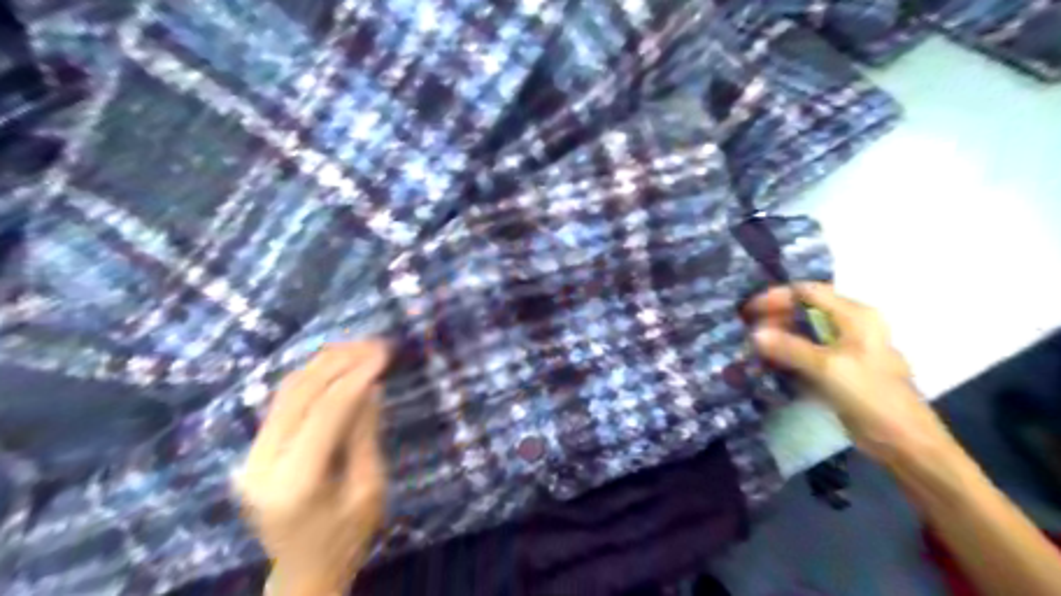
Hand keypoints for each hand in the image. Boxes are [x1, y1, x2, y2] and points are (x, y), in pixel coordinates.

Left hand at [234, 340, 389, 595]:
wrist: (303, 573)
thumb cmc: (346, 539)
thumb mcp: (370, 490)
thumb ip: (365, 435)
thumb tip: (371, 386)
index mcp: (294, 482)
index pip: (326, 412)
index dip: (357, 377)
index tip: (384, 354)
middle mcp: (262, 464)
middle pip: (300, 394)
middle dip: (339, 361)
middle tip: (374, 343)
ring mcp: (252, 456)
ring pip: (286, 392)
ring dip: (323, 362)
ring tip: (358, 345)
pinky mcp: (254, 450)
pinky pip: (282, 402)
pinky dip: (311, 377)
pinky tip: (335, 363)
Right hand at [744, 282, 963, 467]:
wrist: (904, 442)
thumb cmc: (871, 397)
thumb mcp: (828, 368)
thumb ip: (790, 348)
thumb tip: (754, 334)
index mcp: (855, 315)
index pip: (808, 292)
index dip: (776, 297)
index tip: (748, 312)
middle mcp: (851, 325)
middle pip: (805, 310)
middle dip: (775, 318)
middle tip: (746, 331)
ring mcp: (846, 347)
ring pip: (804, 332)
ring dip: (779, 336)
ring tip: (752, 346)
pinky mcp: (840, 368)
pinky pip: (808, 352)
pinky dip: (788, 354)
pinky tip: (768, 362)